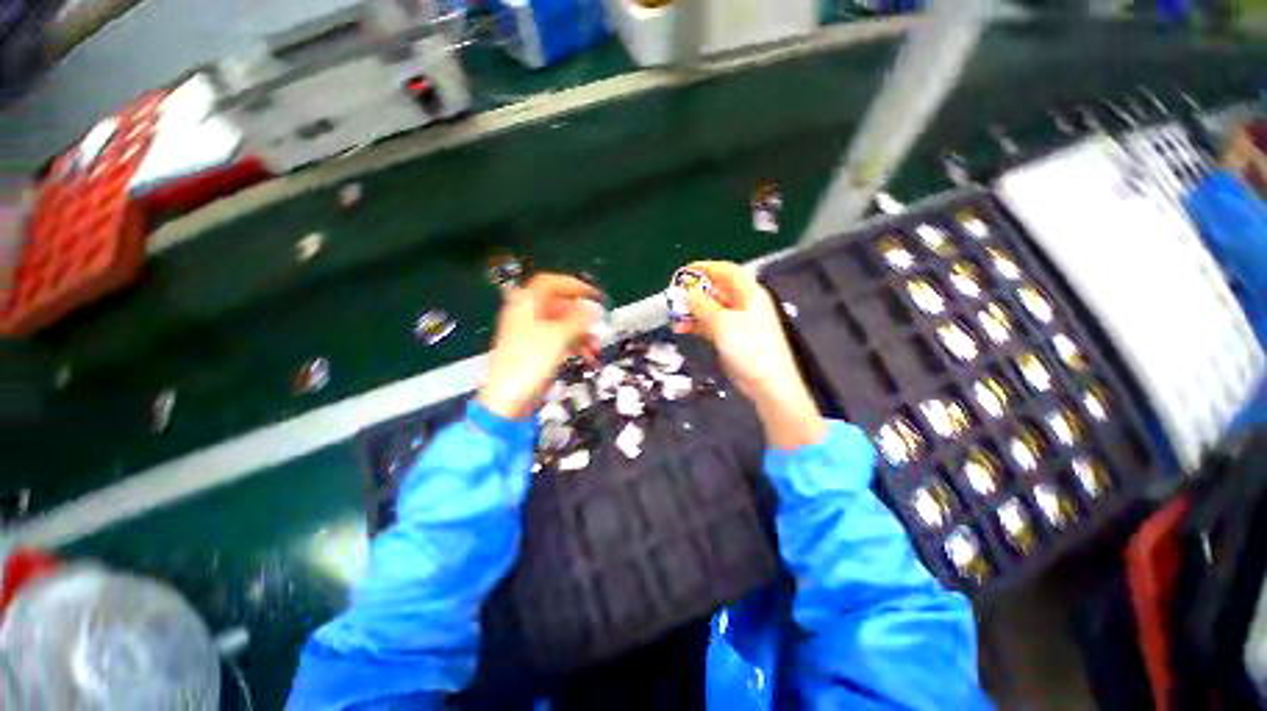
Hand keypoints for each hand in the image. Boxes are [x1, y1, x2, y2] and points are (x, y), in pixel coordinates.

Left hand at [479, 274, 600, 419]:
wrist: (509, 399)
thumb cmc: (530, 361)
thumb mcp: (559, 336)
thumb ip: (579, 318)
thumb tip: (595, 307)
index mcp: (526, 304)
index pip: (550, 283)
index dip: (572, 284)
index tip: (593, 294)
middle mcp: (527, 315)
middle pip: (559, 305)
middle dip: (581, 315)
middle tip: (599, 322)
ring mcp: (531, 335)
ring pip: (562, 325)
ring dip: (581, 333)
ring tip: (596, 346)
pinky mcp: (537, 352)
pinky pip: (560, 341)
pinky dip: (574, 346)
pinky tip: (588, 356)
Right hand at [673, 261, 825, 449]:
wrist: (767, 383)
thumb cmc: (748, 348)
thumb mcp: (722, 323)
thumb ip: (702, 306)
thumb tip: (685, 294)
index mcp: (748, 293)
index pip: (726, 271)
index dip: (706, 267)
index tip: (684, 271)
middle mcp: (744, 303)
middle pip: (717, 289)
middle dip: (695, 291)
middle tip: (674, 296)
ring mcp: (738, 322)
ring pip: (711, 308)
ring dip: (693, 310)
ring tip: (673, 315)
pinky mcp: (732, 338)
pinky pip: (711, 325)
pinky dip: (697, 325)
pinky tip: (681, 329)